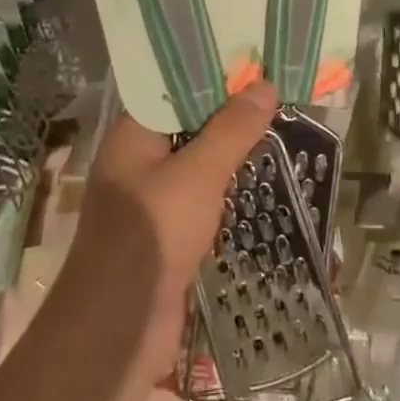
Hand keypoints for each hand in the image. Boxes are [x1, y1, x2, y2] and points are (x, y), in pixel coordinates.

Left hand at [59, 81, 278, 387]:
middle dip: (231, 118)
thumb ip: (232, 131)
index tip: (255, 67)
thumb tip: (265, 85)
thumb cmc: (151, 237)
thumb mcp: (197, 175)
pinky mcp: (169, 237)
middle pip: (190, 128)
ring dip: (234, 158)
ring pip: (200, 167)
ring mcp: (153, 203)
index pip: (174, 91)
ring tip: (282, 135)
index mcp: (133, 138)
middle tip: (279, 99)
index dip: (213, 78)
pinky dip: (230, 193)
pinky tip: (265, 186)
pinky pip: (204, 202)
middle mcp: (139, 164)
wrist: (118, 333)